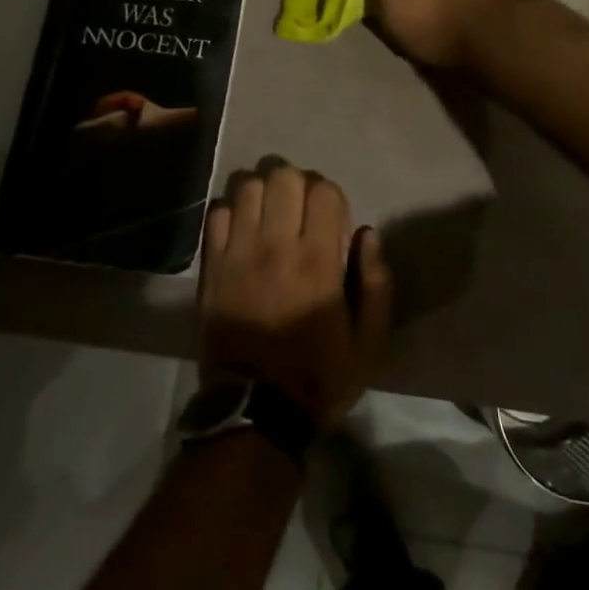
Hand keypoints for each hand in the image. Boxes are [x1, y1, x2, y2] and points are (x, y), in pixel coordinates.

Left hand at [200, 157, 393, 427]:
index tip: (332, 219)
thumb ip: (376, 284)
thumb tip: (367, 233)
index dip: (331, 196)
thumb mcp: (368, 343)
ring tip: (271, 214)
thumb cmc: (318, 376)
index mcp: (318, 262)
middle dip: (298, 184)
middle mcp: (276, 247)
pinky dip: (232, 211)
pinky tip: (243, 230)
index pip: (324, 191)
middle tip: (301, 210)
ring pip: (248, 186)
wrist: (254, 413)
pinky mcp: (212, 266)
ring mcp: (238, 253)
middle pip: (284, 177)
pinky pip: (217, 212)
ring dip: (264, 191)